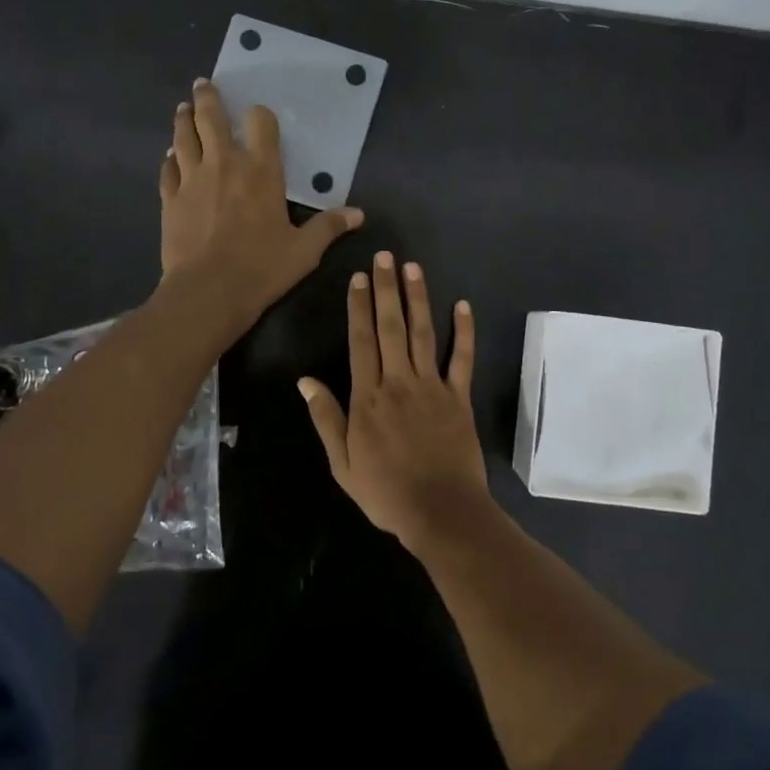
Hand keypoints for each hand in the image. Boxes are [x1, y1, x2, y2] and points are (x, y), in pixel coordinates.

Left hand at [159, 79, 363, 336]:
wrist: (208, 292)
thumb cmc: (262, 268)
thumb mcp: (304, 250)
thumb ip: (329, 227)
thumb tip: (359, 215)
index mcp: (261, 170)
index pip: (260, 123)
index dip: (259, 115)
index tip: (257, 115)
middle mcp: (224, 164)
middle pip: (211, 118)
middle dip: (208, 98)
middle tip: (203, 84)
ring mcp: (192, 179)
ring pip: (184, 137)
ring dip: (183, 120)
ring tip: (182, 108)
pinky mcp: (170, 199)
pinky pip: (168, 169)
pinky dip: (170, 159)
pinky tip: (169, 156)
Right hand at [298, 251, 488, 547]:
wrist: (441, 512)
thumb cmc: (386, 491)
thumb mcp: (342, 462)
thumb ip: (326, 418)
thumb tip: (305, 380)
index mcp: (368, 397)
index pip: (361, 341)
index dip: (358, 307)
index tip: (358, 278)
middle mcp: (399, 382)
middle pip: (391, 327)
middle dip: (386, 289)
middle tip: (385, 257)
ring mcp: (432, 387)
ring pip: (424, 333)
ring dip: (418, 298)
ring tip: (412, 268)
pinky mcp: (459, 397)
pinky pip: (462, 359)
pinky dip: (464, 332)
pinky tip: (463, 306)